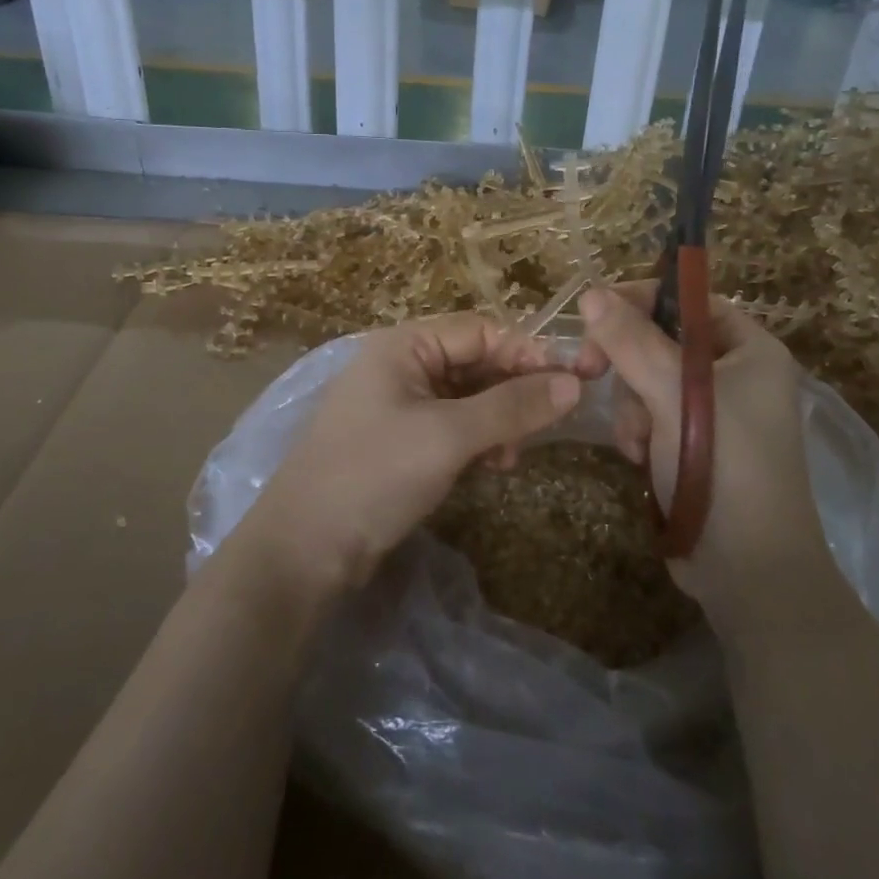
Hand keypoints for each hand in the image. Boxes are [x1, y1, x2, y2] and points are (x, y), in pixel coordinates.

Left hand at [239, 314, 589, 596]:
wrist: (304, 548)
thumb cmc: (375, 475)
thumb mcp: (449, 436)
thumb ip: (512, 406)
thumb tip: (573, 383)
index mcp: (403, 345)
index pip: (480, 330)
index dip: (525, 353)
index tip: (569, 384)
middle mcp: (399, 365)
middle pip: (474, 362)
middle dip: (512, 392)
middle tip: (546, 426)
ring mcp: (396, 404)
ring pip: (466, 397)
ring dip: (498, 421)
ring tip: (511, 457)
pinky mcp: (398, 442)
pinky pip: (451, 426)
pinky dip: (476, 441)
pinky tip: (491, 466)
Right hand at [578, 284, 829, 622]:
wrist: (748, 570)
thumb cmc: (723, 468)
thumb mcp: (673, 395)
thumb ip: (632, 341)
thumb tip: (590, 293)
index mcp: (751, 350)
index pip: (690, 301)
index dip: (642, 300)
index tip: (594, 314)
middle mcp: (736, 375)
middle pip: (662, 341)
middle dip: (628, 364)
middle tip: (590, 371)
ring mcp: (714, 414)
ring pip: (648, 381)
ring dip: (630, 406)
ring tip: (637, 441)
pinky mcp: (694, 446)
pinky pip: (650, 416)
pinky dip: (637, 432)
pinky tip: (640, 458)